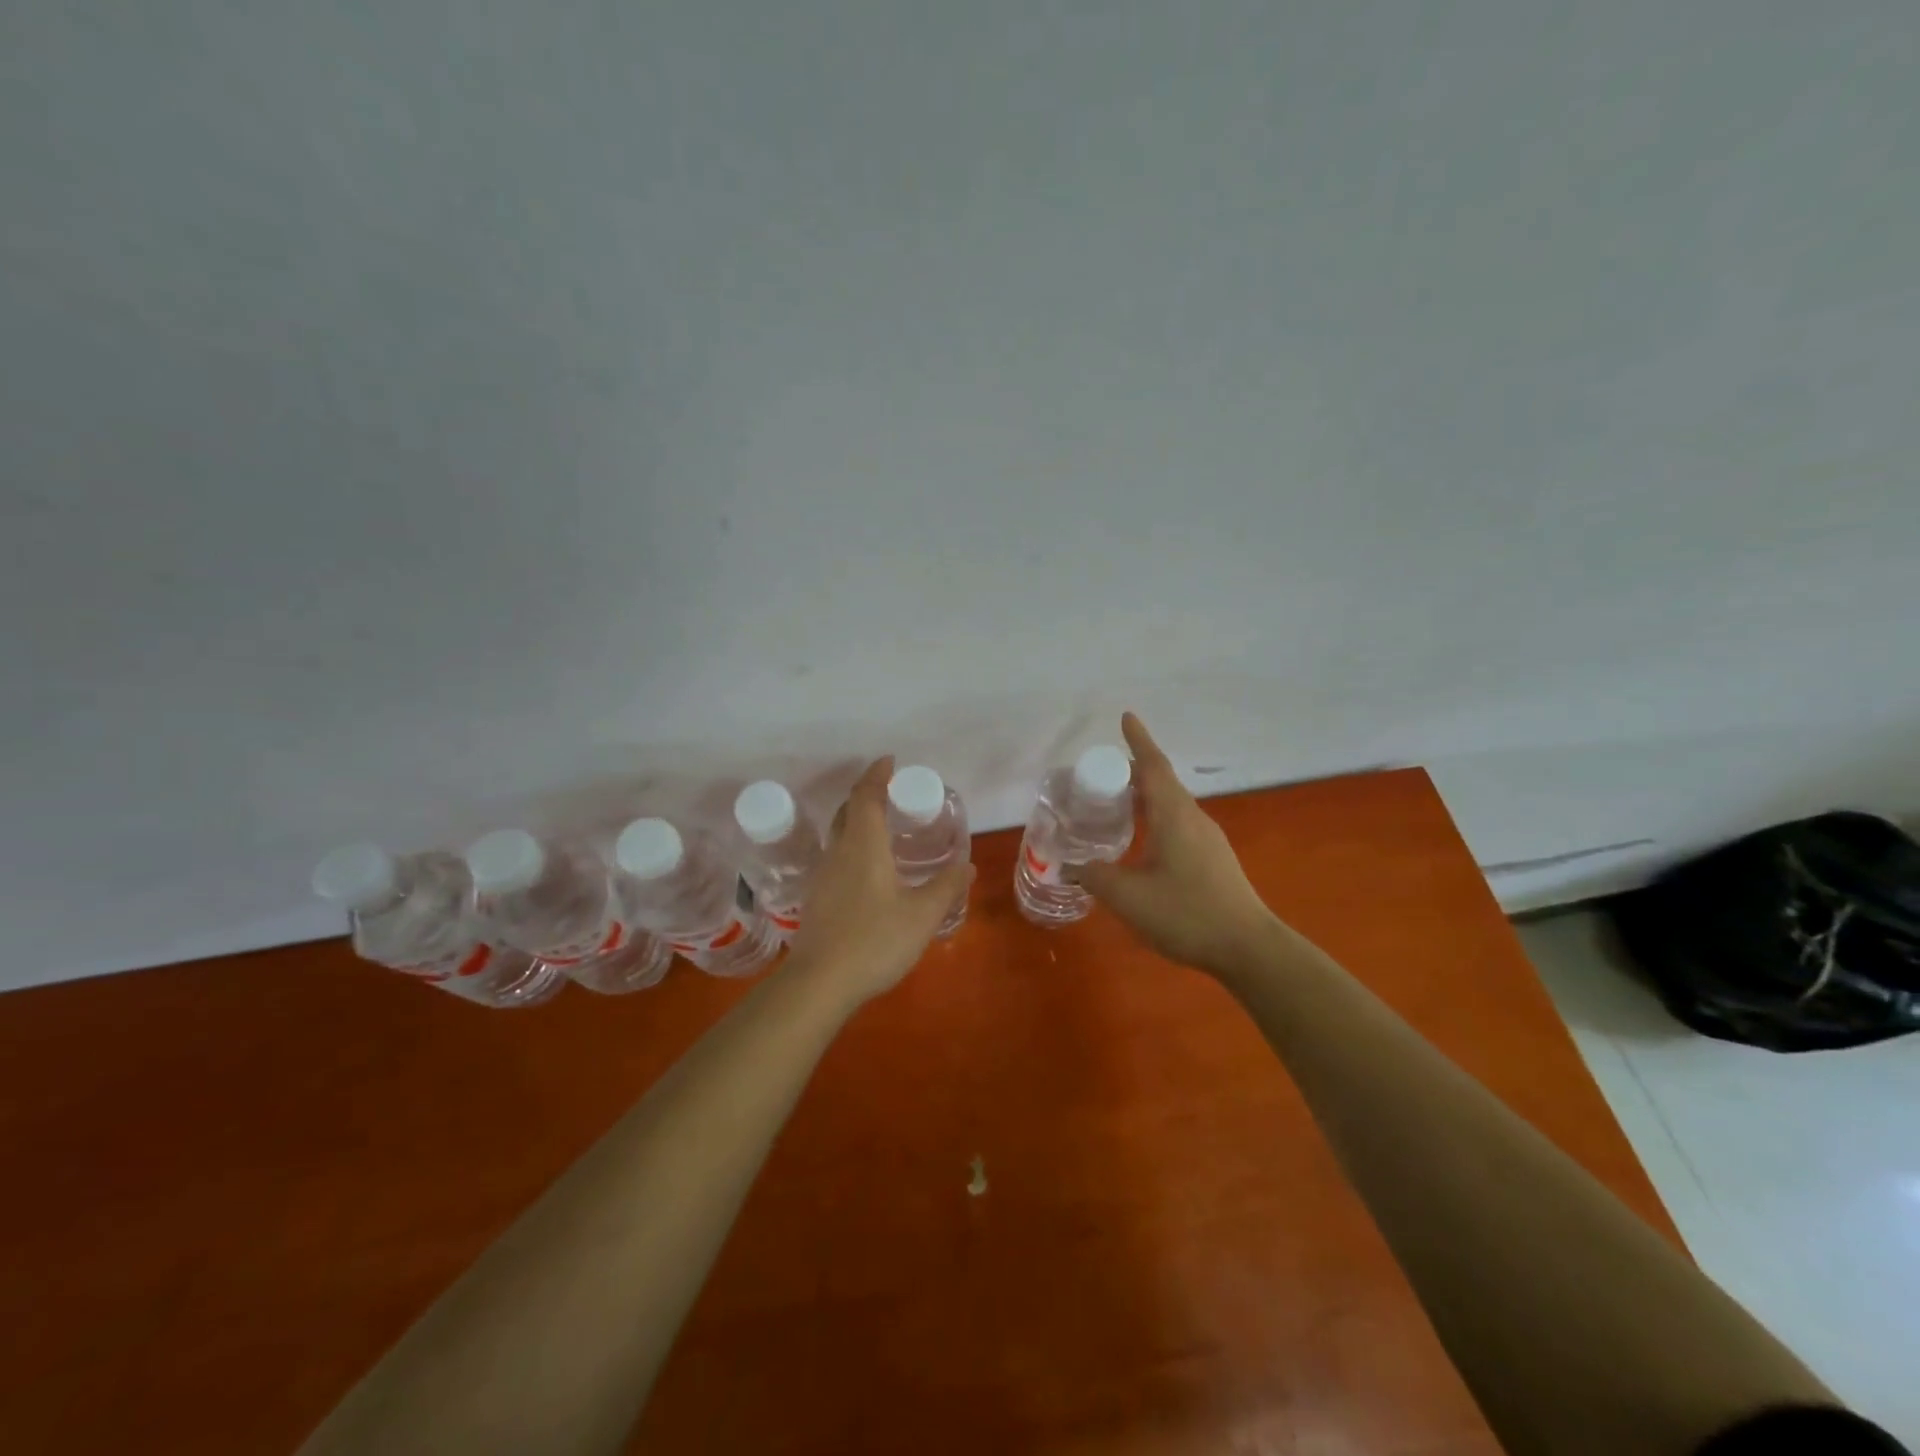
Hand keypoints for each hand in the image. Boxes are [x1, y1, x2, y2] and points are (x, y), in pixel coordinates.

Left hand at [785, 756, 973, 1004]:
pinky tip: (869, 870)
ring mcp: (823, 876)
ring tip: (884, 829)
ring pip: (839, 834)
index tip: (890, 761)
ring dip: (858, 821)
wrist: (819, 983)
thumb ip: (946, 887)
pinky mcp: (817, 898)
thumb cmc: (874, 940)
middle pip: (848, 810)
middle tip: (891, 793)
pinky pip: (836, 857)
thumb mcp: (922, 915)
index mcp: (863, 845)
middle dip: (867, 794)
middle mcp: (838, 852)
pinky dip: (853, 847)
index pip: (866, 796)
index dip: (877, 774)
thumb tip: (968, 865)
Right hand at [1073, 713, 1282, 976]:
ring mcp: (1207, 839)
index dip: (1138, 740)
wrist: (1248, 948)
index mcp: (1173, 815)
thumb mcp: (1128, 897)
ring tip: (1114, 807)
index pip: (1153, 766)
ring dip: (1143, 798)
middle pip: (1161, 782)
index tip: (1125, 717)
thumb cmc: (1187, 913)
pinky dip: (1154, 819)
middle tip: (1099, 777)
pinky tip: (1141, 843)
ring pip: (1170, 805)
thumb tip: (1071, 866)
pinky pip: (1178, 824)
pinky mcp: (1213, 859)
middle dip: (1131, 773)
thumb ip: (1095, 877)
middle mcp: (1193, 818)